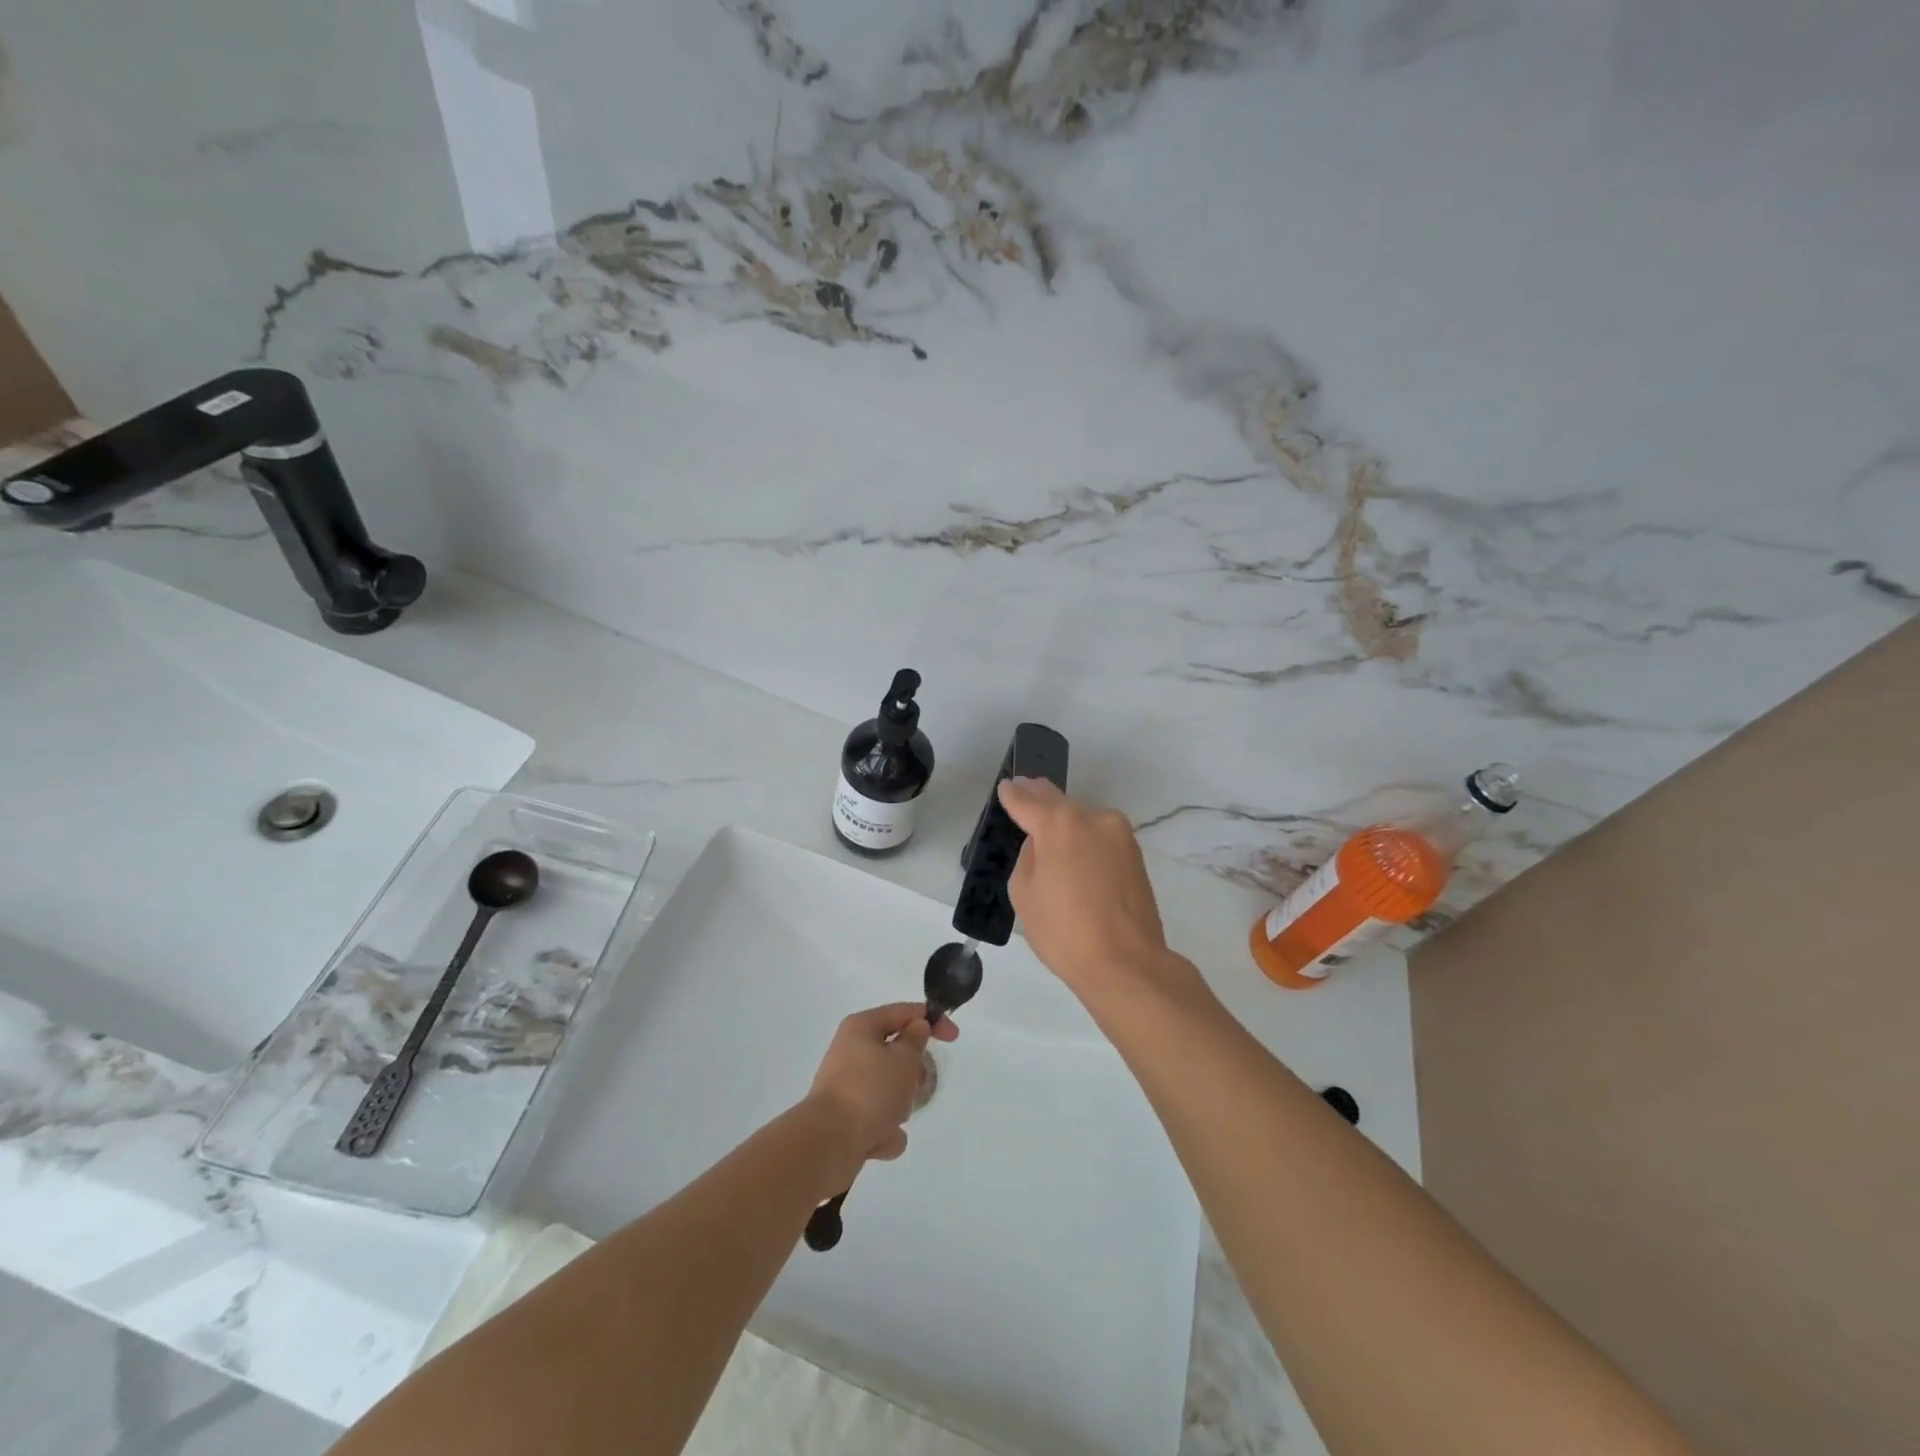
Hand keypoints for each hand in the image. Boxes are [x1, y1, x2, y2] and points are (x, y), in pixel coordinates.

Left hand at [804, 1002, 957, 1171]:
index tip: (954, 1037)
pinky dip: (884, 1130)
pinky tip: (879, 1140)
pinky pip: (878, 1119)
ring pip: (890, 1089)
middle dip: (912, 1073)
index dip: (932, 1020)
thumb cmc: (870, 1091)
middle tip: (916, 1084)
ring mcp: (847, 1087)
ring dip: (899, 1106)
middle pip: (896, 1054)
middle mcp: (851, 1052)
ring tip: (893, 1118)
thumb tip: (916, 1028)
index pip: (903, 1012)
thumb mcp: (903, 1058)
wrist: (828, 1144)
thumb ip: (916, 1039)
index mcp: (862, 1028)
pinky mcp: (846, 1119)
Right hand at [998, 777, 1198, 1004]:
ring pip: (1083, 818)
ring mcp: (1119, 835)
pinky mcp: (1135, 855)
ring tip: (1048, 827)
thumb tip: (1043, 844)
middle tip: (1024, 789)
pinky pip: (1100, 837)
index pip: (1027, 800)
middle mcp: (1093, 818)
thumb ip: (1028, 856)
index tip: (1006, 786)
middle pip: (1059, 801)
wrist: (1127, 963)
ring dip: (1065, 820)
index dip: (1013, 794)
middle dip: (1039, 796)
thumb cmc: (1064, 931)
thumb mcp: (1024, 893)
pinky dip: (1085, 839)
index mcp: (1060, 824)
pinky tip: (1074, 853)